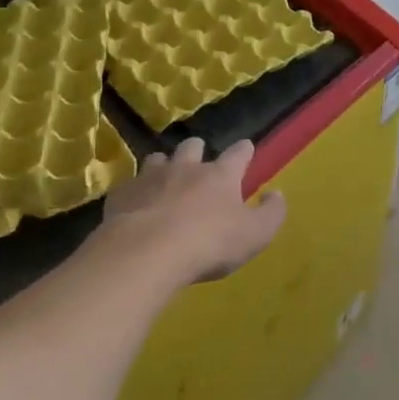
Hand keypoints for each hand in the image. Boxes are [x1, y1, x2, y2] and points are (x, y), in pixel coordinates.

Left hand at [99, 137, 285, 282]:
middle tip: (199, 159)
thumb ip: (271, 213)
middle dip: (197, 150)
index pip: (237, 155)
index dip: (243, 151)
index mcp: (220, 176)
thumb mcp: (255, 235)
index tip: (246, 147)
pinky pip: (130, 185)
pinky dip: (136, 191)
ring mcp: (150, 178)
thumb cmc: (209, 243)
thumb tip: (277, 194)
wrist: (147, 252)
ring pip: (157, 159)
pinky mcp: (122, 195)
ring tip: (165, 177)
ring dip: (164, 166)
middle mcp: (185, 168)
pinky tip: (136, 204)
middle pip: (192, 147)